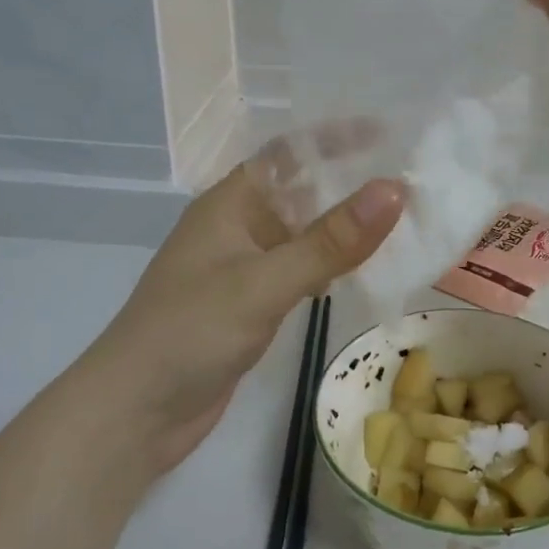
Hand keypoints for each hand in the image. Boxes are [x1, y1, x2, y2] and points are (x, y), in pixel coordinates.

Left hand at [82, 156, 403, 478]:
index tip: (390, 135)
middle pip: (302, 191)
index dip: (336, 139)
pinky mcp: (253, 304)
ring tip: (405, 220)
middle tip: (413, 179)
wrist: (135, 414)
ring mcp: (245, 267)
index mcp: (231, 203)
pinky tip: (368, 271)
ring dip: (347, 227)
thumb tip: (394, 189)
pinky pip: (302, 270)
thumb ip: (330, 241)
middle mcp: (239, 226)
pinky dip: (333, 265)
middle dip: (352, 184)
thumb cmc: (190, 333)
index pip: (289, 154)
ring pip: (305, 234)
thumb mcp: (264, 282)